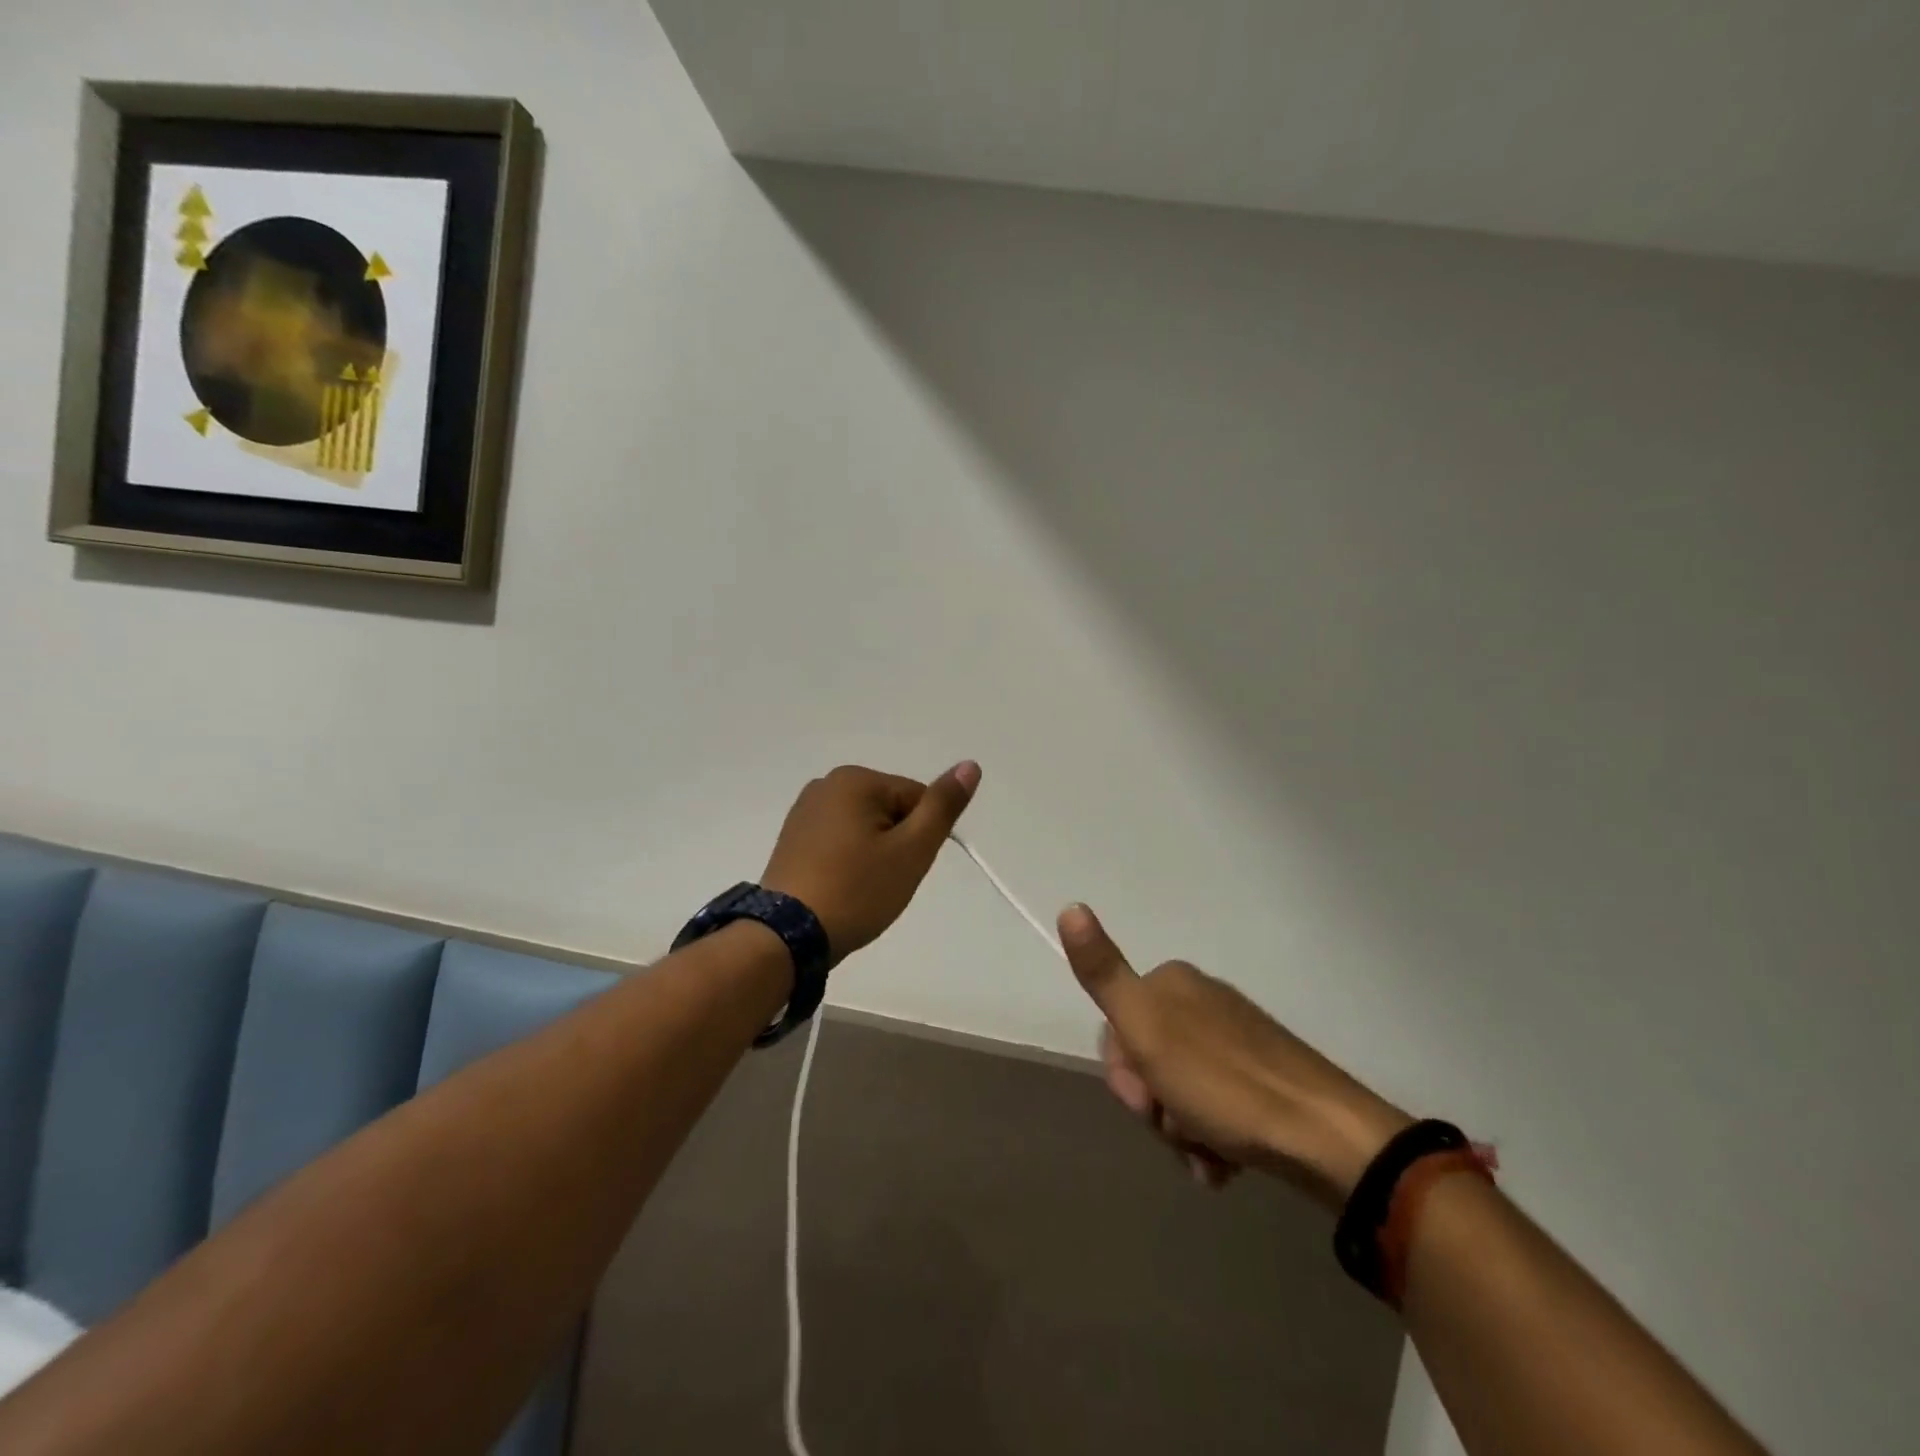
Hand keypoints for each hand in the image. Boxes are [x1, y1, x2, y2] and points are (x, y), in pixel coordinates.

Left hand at [761, 762, 980, 960]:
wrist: (787, 936)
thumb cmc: (857, 890)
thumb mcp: (912, 850)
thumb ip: (942, 806)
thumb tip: (970, 764)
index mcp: (855, 779)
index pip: (916, 799)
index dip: (920, 838)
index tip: (903, 869)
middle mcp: (826, 784)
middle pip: (890, 811)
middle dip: (896, 845)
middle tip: (883, 882)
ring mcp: (804, 811)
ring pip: (865, 828)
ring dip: (873, 855)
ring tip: (860, 889)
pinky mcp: (792, 838)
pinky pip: (838, 841)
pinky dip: (848, 861)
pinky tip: (840, 887)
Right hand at [1058, 904, 1410, 1208]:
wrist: (1323, 1135)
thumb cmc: (1222, 1082)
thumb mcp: (1146, 1028)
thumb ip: (1104, 973)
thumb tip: (1070, 905)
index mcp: (1171, 984)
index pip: (1116, 1029)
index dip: (1124, 1074)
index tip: (1146, 1101)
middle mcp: (1201, 1002)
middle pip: (1147, 1061)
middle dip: (1155, 1106)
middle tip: (1178, 1128)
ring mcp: (1235, 1041)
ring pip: (1179, 1090)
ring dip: (1182, 1130)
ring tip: (1208, 1155)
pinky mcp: (1262, 1078)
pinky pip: (1214, 1107)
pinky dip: (1211, 1138)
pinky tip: (1225, 1162)